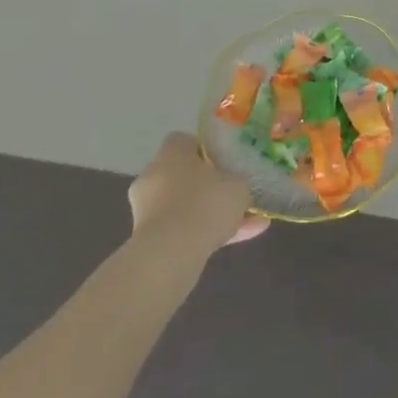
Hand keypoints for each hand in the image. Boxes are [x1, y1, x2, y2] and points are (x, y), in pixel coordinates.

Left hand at [127, 133, 266, 260]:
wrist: (170, 256)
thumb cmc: (205, 204)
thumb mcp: (238, 184)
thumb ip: (238, 180)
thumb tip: (236, 184)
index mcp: (171, 152)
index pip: (186, 141)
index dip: (207, 150)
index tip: (226, 162)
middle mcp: (154, 176)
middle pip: (185, 175)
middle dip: (210, 186)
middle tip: (235, 193)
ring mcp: (148, 210)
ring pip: (187, 206)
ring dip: (213, 214)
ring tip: (250, 222)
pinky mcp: (148, 241)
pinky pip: (183, 231)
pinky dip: (208, 234)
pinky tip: (241, 238)